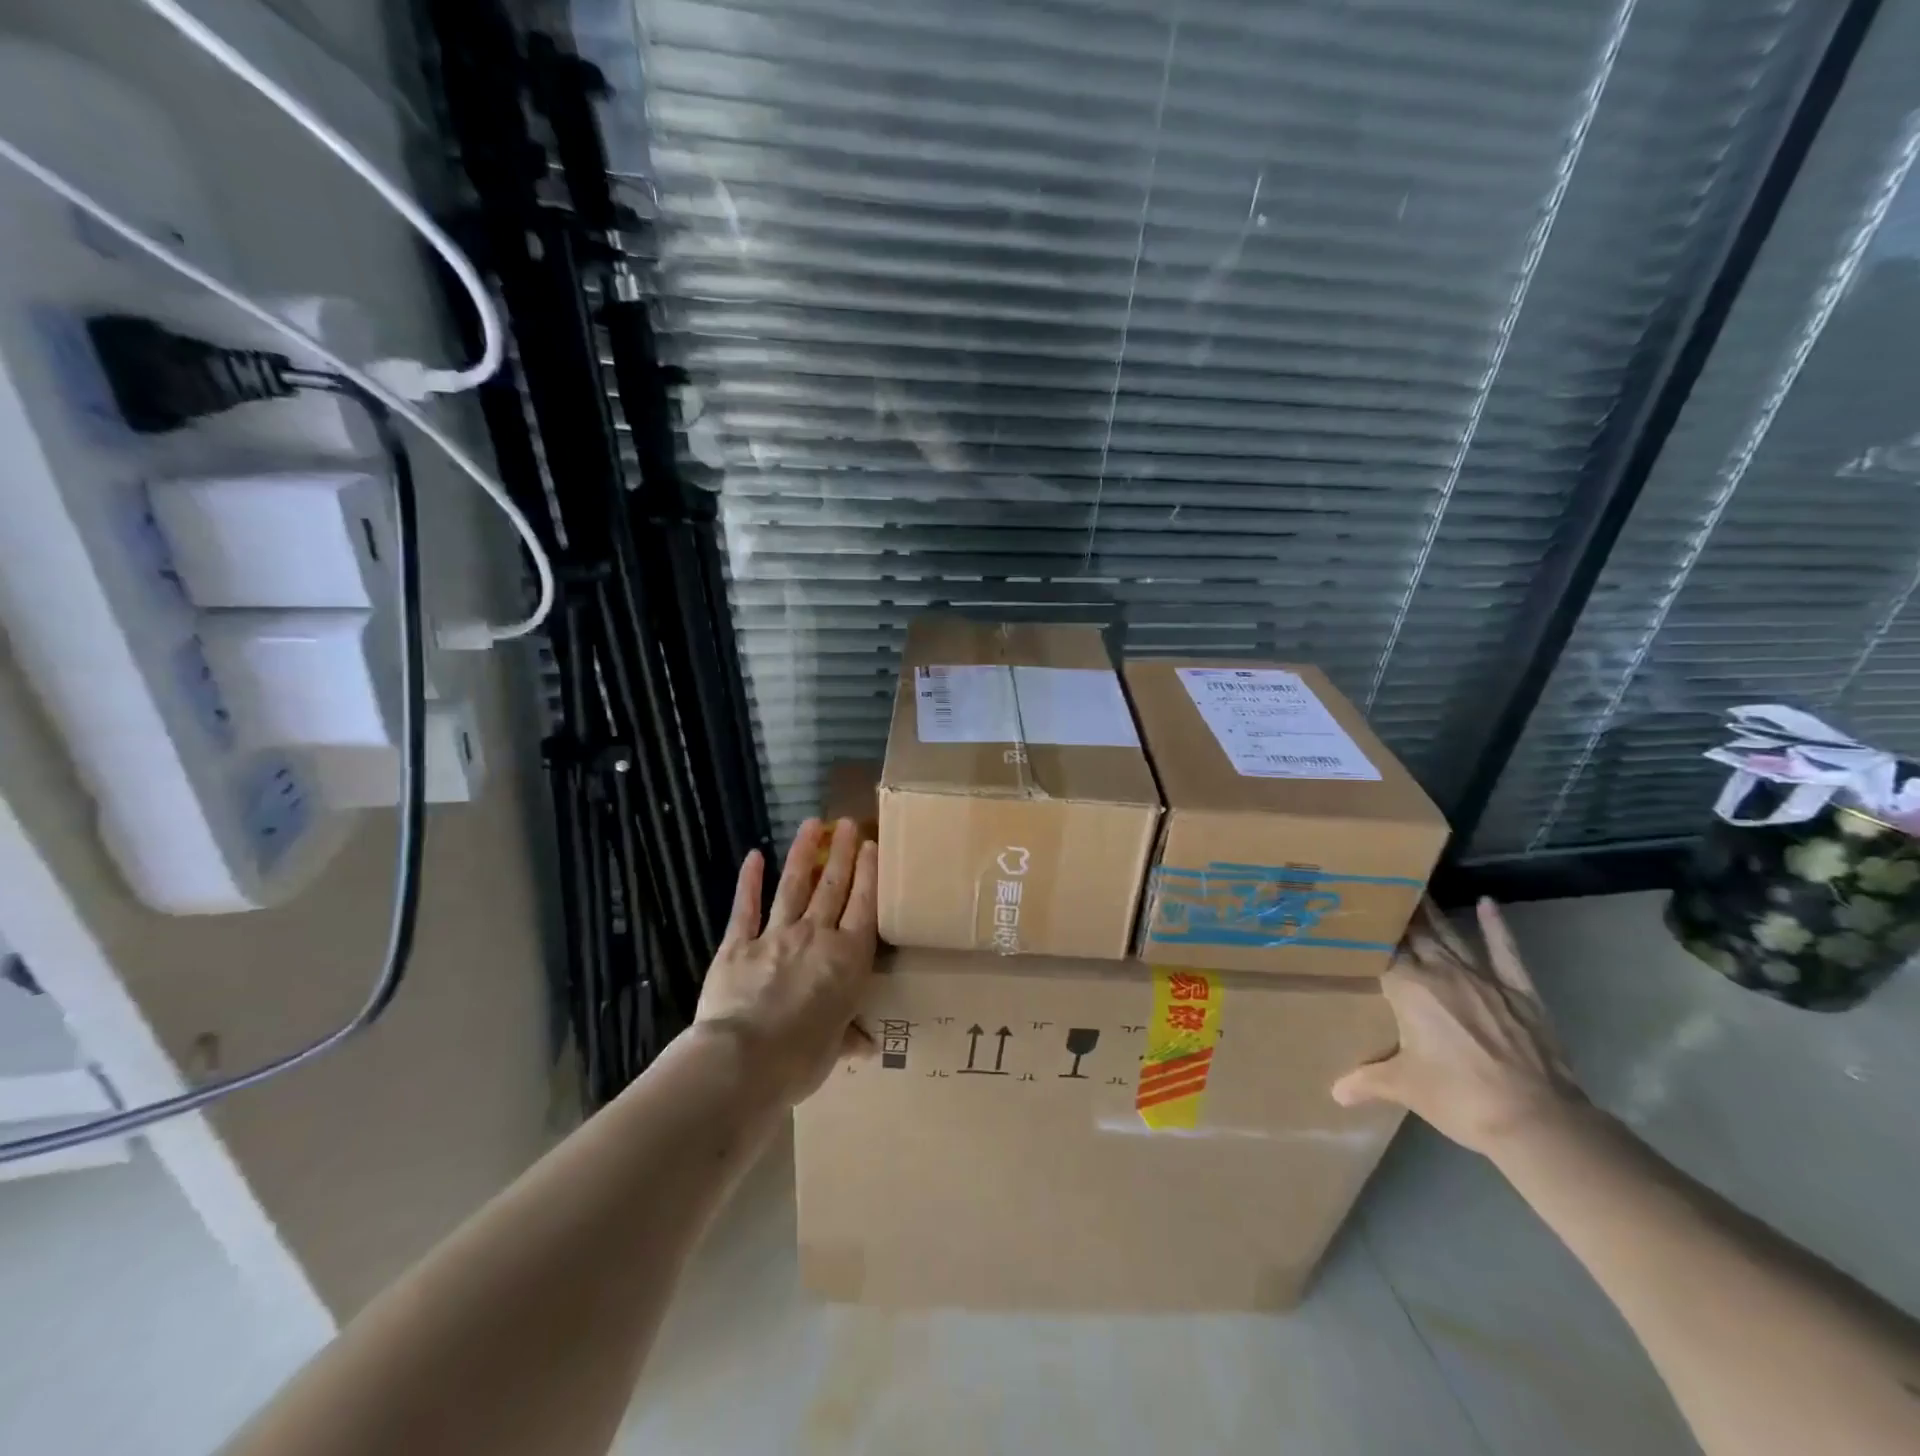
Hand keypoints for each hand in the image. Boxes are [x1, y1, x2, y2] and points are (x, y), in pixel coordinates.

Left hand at [693, 818, 877, 1106]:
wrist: (743, 1061)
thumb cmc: (801, 1059)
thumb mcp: (834, 1049)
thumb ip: (848, 1036)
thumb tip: (866, 1045)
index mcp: (848, 959)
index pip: (864, 906)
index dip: (869, 874)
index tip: (871, 846)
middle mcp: (816, 937)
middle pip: (833, 887)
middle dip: (842, 853)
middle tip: (848, 823)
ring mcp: (775, 935)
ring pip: (794, 886)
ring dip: (804, 854)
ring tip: (812, 824)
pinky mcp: (738, 944)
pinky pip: (746, 907)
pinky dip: (749, 882)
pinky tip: (753, 857)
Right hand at [1331, 898, 1583, 1155]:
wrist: (1535, 1120)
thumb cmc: (1459, 1097)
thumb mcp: (1404, 1089)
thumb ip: (1366, 1081)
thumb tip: (1335, 1093)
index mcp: (1407, 988)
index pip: (1381, 949)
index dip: (1366, 931)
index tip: (1352, 912)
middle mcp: (1442, 972)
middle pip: (1414, 934)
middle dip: (1397, 912)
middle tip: (1380, 887)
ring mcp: (1483, 979)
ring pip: (1451, 936)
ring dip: (1433, 913)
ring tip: (1416, 887)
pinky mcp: (1519, 992)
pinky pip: (1505, 953)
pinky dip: (1496, 928)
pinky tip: (1487, 903)